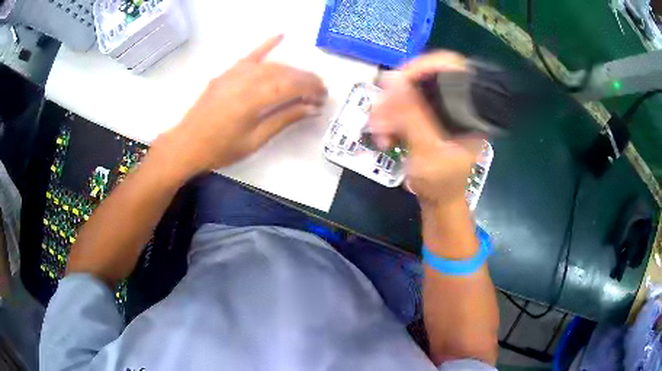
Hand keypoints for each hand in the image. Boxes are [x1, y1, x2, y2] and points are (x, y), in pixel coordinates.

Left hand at [152, 35, 326, 178]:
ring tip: (304, 81)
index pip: (292, 86)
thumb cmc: (220, 149)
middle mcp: (246, 80)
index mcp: (253, 99)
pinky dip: (266, 45)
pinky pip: (250, 55)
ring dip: (292, 70)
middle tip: (319, 92)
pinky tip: (280, 36)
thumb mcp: (255, 140)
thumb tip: (312, 108)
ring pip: (271, 65)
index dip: (311, 89)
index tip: (324, 96)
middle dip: (306, 80)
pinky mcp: (227, 73)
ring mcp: (235, 73)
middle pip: (284, 73)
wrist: (186, 144)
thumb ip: (284, 119)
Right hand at [369, 51, 483, 207]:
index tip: (397, 80)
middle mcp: (457, 104)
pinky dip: (391, 117)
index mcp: (470, 109)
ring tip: (378, 131)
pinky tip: (384, 134)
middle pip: (426, 78)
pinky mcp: (429, 118)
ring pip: (411, 92)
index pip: (452, 67)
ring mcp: (442, 110)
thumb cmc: (442, 183)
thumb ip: (412, 116)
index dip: (424, 66)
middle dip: (398, 94)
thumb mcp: (428, 151)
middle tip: (379, 113)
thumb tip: (393, 79)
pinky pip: (405, 106)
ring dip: (389, 109)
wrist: (440, 202)